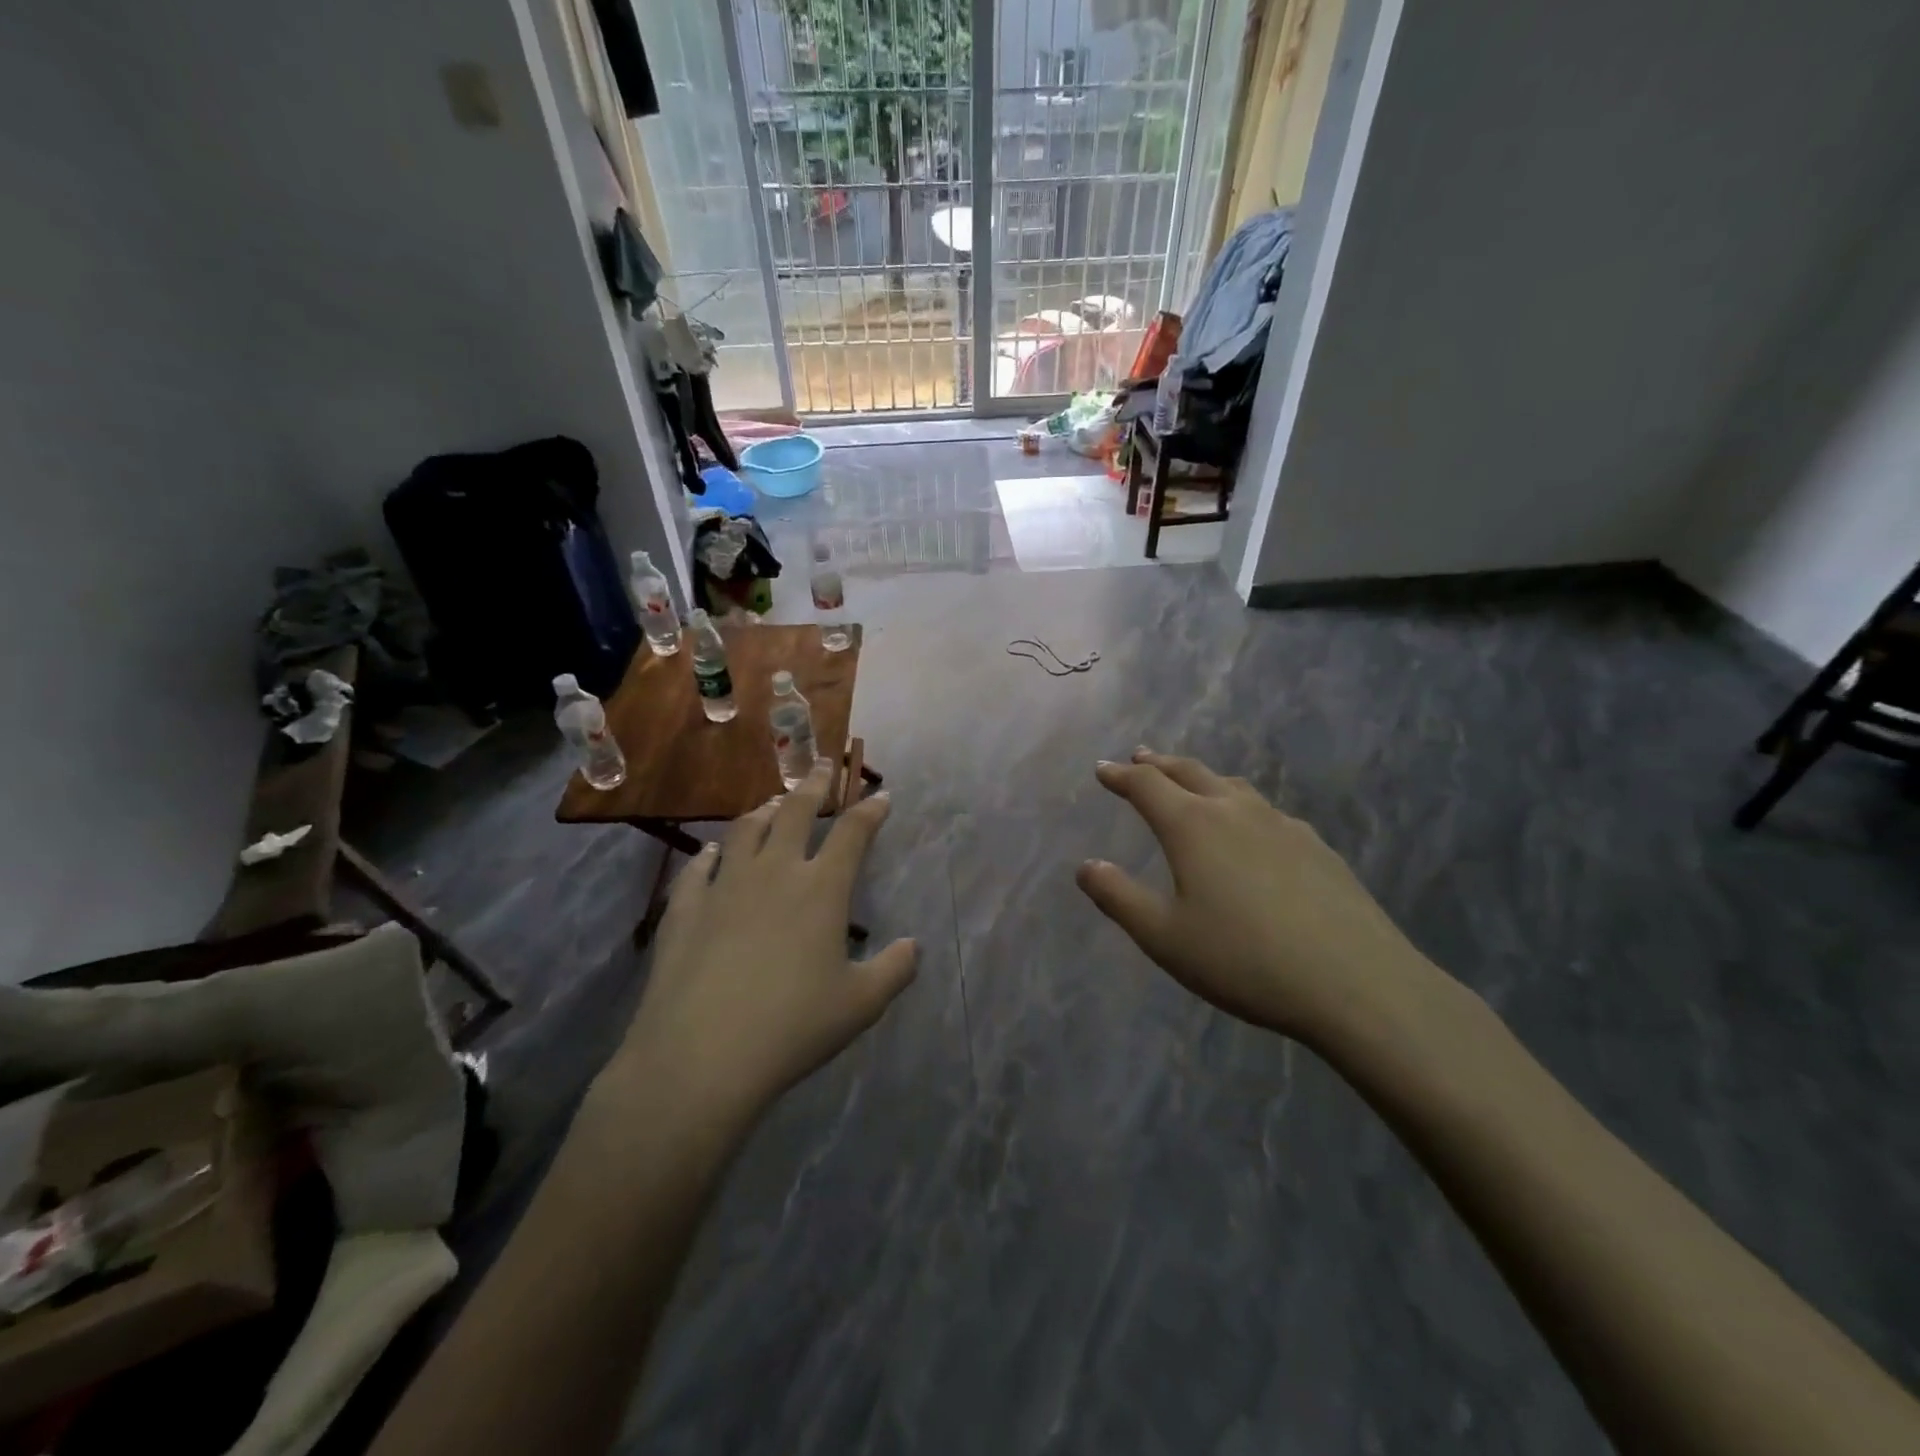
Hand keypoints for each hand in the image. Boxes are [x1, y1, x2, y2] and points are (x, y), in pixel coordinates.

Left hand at [611, 762, 917, 1123]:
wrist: (701, 1056)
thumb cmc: (792, 1027)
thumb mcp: (860, 1004)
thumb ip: (894, 970)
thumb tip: (913, 946)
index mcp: (822, 889)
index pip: (853, 833)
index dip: (871, 810)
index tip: (881, 795)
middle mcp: (774, 872)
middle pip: (795, 812)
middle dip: (814, 785)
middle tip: (823, 765)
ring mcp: (724, 885)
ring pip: (746, 829)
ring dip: (764, 810)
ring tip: (773, 803)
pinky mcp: (685, 907)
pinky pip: (700, 866)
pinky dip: (712, 853)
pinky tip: (714, 854)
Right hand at [1076, 749, 1440, 1046]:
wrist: (1357, 983)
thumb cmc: (1244, 960)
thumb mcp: (1164, 937)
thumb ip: (1118, 898)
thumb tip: (1086, 866)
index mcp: (1192, 826)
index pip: (1146, 785)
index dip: (1119, 775)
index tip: (1102, 768)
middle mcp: (1235, 811)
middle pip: (1189, 772)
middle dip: (1158, 764)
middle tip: (1139, 757)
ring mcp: (1282, 825)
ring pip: (1231, 786)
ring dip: (1201, 778)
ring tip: (1189, 781)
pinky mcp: (1317, 846)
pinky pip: (1265, 810)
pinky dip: (1239, 804)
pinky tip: (1249, 828)